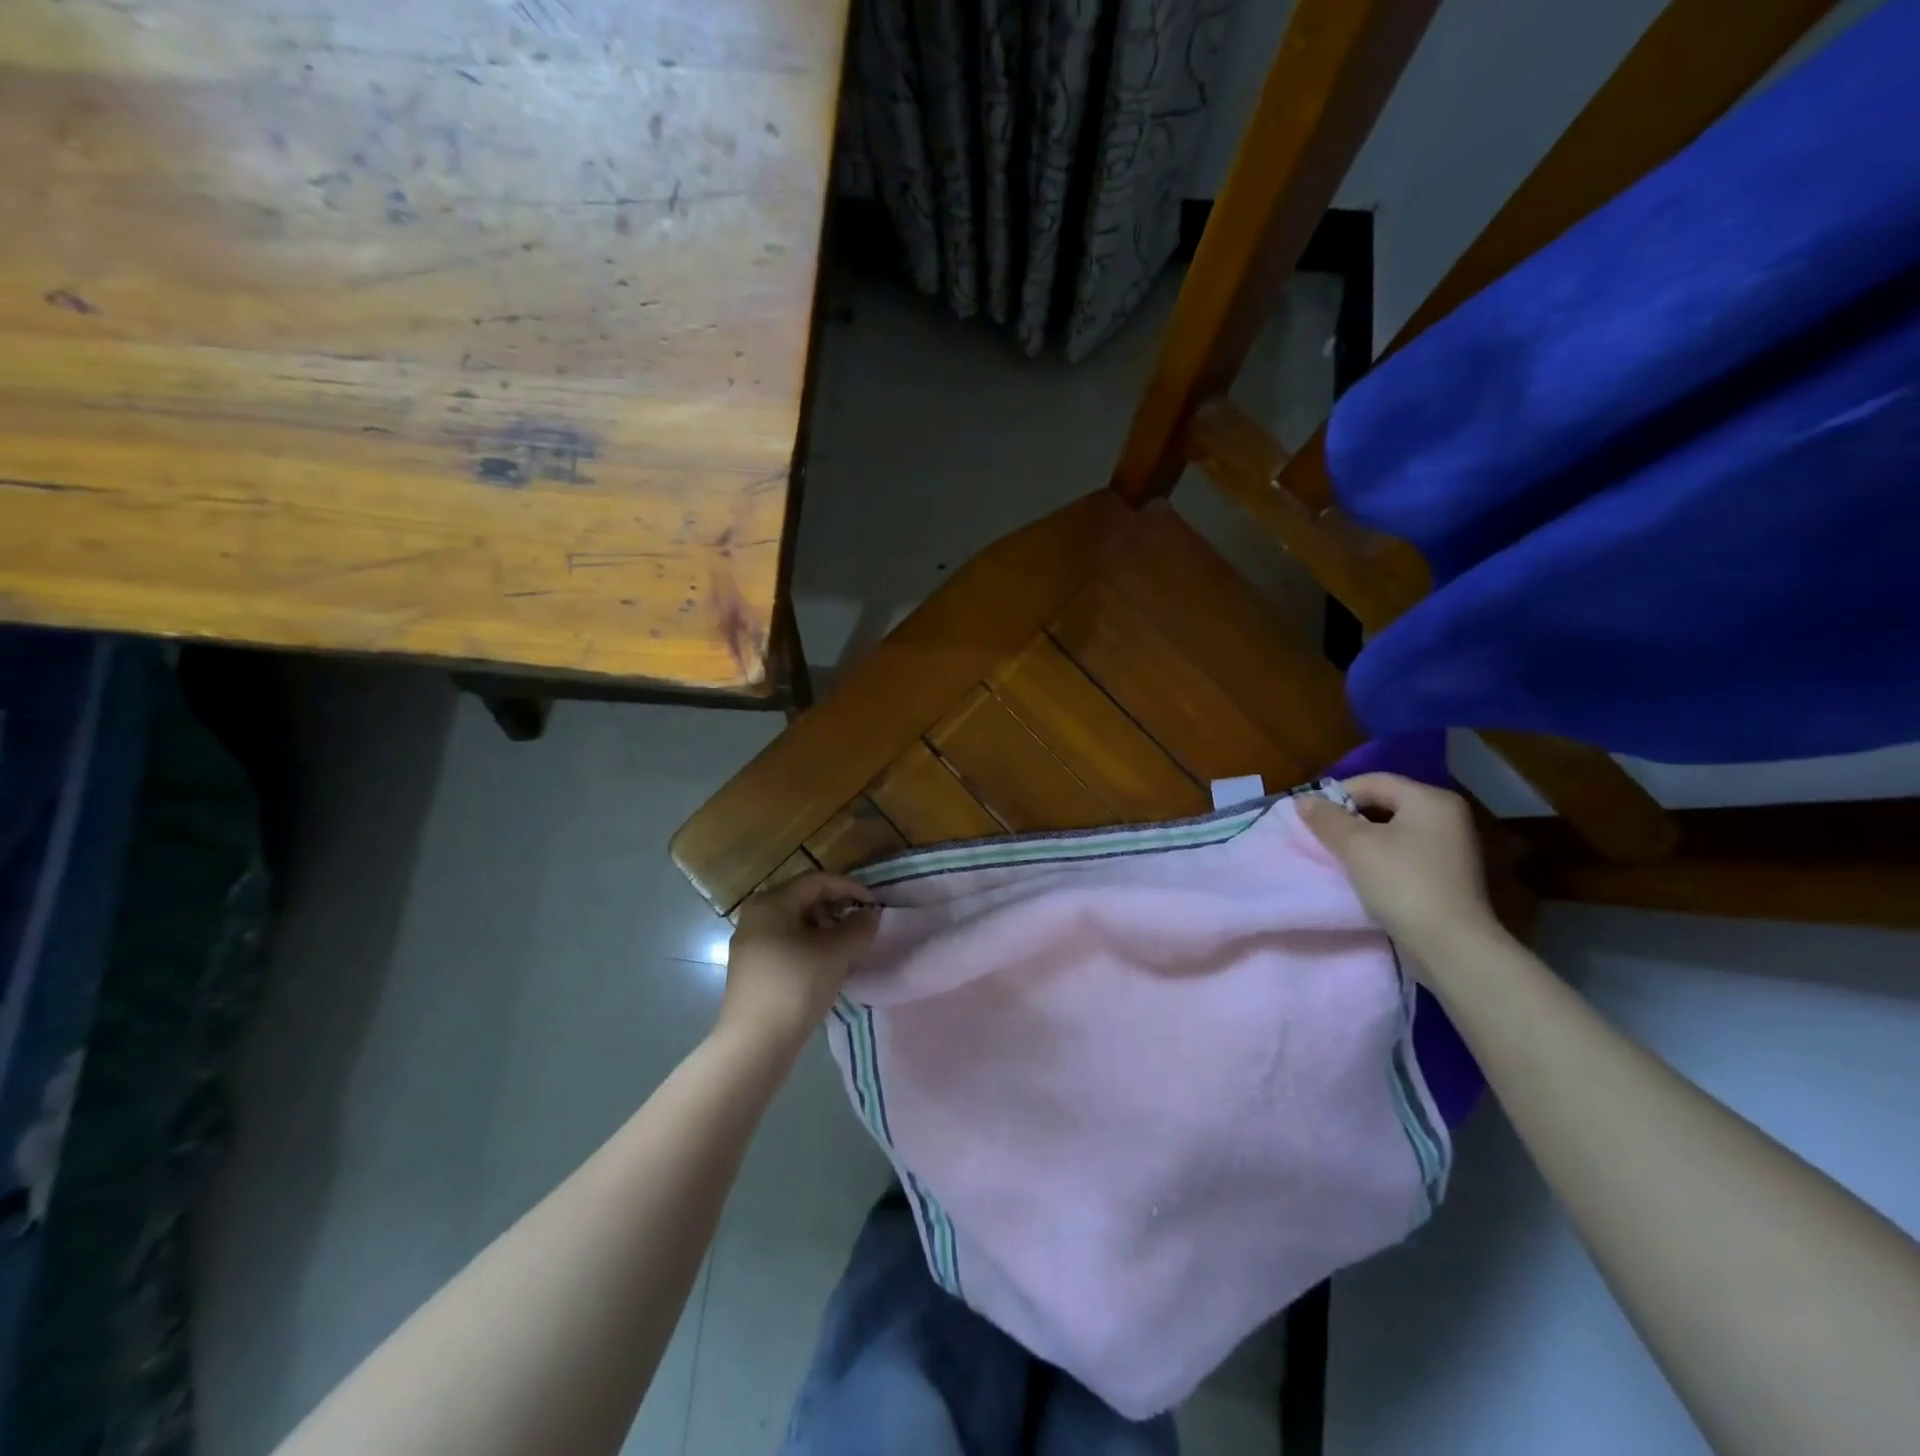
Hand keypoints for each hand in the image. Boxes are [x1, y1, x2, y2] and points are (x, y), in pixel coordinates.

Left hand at [718, 872, 877, 1051]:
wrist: (755, 1043)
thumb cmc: (796, 985)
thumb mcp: (836, 952)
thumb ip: (858, 927)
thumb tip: (869, 915)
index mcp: (771, 902)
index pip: (816, 880)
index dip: (849, 887)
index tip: (874, 904)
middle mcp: (755, 916)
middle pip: (804, 899)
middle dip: (837, 907)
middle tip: (862, 922)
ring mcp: (750, 944)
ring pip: (795, 924)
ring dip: (825, 929)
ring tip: (848, 945)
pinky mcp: (752, 970)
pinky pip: (787, 944)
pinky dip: (810, 946)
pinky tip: (826, 964)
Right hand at [1297, 774, 1501, 963]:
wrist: (1450, 945)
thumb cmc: (1401, 883)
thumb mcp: (1355, 846)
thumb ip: (1326, 818)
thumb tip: (1303, 800)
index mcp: (1430, 800)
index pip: (1374, 781)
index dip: (1337, 794)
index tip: (1310, 816)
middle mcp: (1447, 816)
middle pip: (1385, 803)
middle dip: (1349, 817)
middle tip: (1321, 835)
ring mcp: (1451, 846)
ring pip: (1394, 830)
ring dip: (1363, 839)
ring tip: (1337, 856)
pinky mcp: (1449, 873)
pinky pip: (1405, 852)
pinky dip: (1381, 856)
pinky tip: (1363, 874)